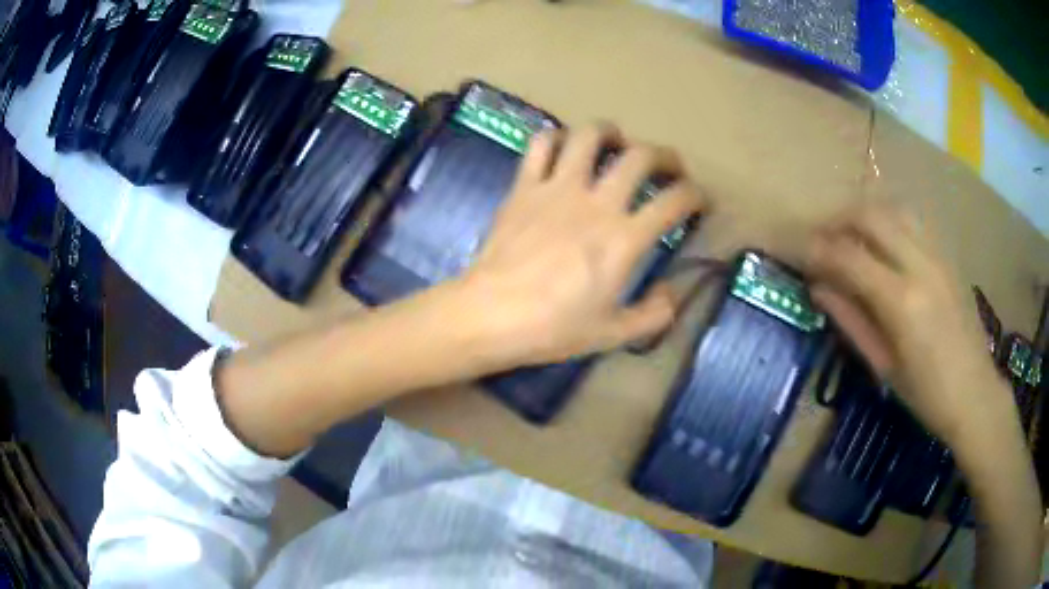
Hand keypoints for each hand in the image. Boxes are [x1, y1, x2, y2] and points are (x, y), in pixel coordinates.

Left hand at [458, 123, 705, 366]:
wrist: (491, 316)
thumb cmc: (553, 329)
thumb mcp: (614, 334)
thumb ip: (654, 314)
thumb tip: (672, 293)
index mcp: (624, 239)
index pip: (674, 201)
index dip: (696, 195)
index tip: (700, 199)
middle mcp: (597, 202)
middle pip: (639, 156)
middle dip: (664, 155)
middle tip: (668, 166)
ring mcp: (557, 188)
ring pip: (590, 136)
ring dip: (610, 133)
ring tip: (617, 143)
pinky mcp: (524, 186)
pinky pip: (540, 145)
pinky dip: (556, 138)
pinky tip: (564, 148)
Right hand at [806, 204, 1016, 443]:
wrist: (975, 394)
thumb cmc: (927, 395)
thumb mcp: (884, 367)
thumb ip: (851, 322)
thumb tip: (818, 289)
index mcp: (901, 302)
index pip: (849, 257)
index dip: (818, 250)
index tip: (799, 253)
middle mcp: (920, 265)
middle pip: (871, 216)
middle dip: (838, 220)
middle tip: (821, 239)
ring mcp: (938, 255)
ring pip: (893, 209)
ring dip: (864, 214)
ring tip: (849, 234)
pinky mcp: (948, 256)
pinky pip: (913, 221)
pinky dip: (889, 221)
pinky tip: (883, 241)